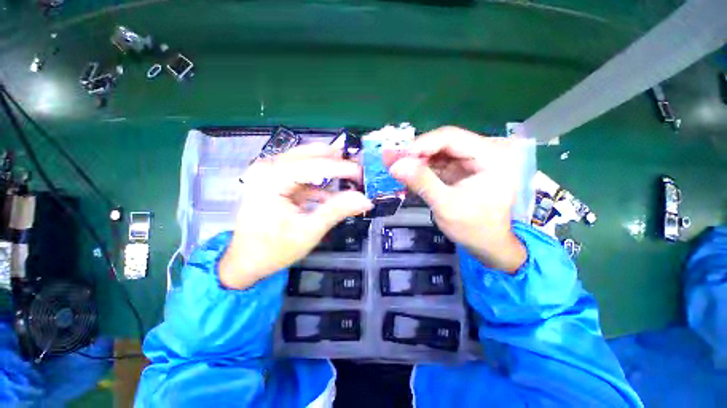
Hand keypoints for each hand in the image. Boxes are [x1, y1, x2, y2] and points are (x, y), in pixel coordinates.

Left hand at [219, 144, 372, 289]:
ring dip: (329, 168)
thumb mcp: (309, 231)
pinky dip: (318, 182)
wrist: (246, 261)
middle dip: (335, 161)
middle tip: (358, 170)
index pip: (313, 165)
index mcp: (272, 179)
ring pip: (306, 160)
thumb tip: (365, 200)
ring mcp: (269, 172)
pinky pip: (301, 174)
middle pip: (309, 155)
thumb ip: (337, 211)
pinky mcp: (274, 180)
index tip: (363, 173)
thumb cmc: (274, 249)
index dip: (341, 168)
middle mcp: (268, 168)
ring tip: (349, 176)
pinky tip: (331, 194)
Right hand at [390, 126, 526, 271]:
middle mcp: (484, 151)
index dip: (421, 144)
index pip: (451, 137)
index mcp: (491, 156)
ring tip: (393, 165)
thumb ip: (422, 182)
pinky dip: (421, 167)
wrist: (487, 244)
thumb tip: (395, 165)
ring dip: (415, 159)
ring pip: (438, 151)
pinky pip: (438, 162)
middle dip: (415, 152)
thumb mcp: (446, 206)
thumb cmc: (474, 228)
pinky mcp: (462, 168)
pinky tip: (406, 172)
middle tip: (391, 160)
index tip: (398, 157)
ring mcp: (472, 159)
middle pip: (443, 141)